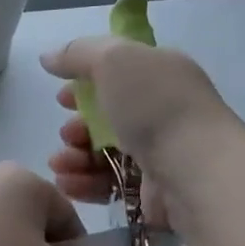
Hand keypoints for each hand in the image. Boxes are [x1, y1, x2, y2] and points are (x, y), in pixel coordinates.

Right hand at [41, 38, 233, 228]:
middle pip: (106, 118)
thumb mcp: (114, 60)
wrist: (195, 172)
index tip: (62, 98)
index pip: (118, 74)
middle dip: (77, 126)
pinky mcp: (151, 191)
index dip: (85, 84)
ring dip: (74, 157)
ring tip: (60, 164)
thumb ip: (78, 53)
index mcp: (160, 75)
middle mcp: (161, 112)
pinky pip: (109, 185)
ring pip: (103, 154)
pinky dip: (85, 183)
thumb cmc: (156, 107)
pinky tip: (68, 184)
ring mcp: (158, 154)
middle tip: (67, 135)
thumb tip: (49, 57)